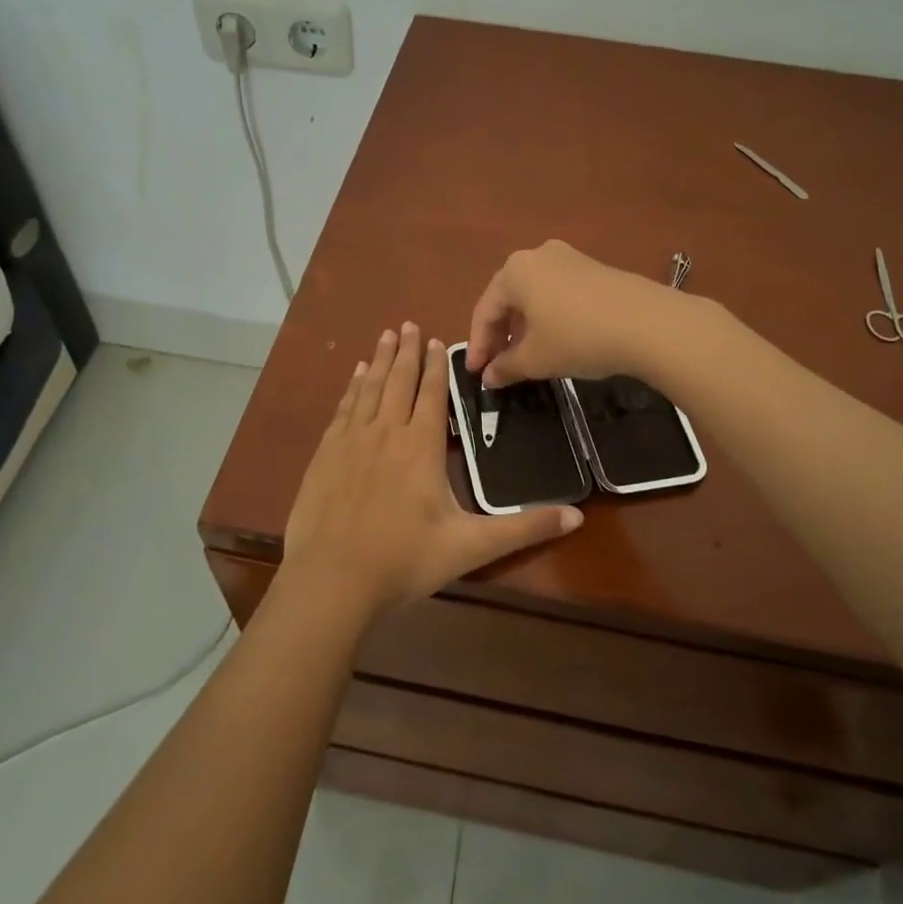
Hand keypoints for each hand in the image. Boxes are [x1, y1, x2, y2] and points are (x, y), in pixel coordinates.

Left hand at [280, 324, 582, 619]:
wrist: (333, 580)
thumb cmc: (405, 560)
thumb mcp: (471, 547)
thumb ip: (523, 528)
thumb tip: (577, 517)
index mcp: (421, 446)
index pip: (432, 393)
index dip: (437, 366)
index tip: (438, 340)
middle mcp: (386, 432)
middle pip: (399, 381)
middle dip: (408, 352)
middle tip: (409, 324)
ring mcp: (351, 440)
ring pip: (370, 388)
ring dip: (381, 360)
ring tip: (387, 336)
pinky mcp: (325, 454)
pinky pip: (344, 409)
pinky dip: (352, 388)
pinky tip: (356, 376)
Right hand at [466, 240, 683, 387]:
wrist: (648, 323)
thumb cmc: (578, 337)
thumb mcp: (536, 358)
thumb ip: (506, 367)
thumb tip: (489, 377)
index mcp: (514, 271)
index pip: (485, 311)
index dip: (478, 346)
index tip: (476, 374)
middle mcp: (538, 256)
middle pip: (508, 299)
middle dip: (500, 335)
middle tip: (497, 367)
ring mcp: (570, 258)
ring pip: (534, 296)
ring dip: (524, 328)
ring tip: (526, 358)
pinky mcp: (595, 269)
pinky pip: (558, 294)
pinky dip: (549, 318)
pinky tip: (557, 341)